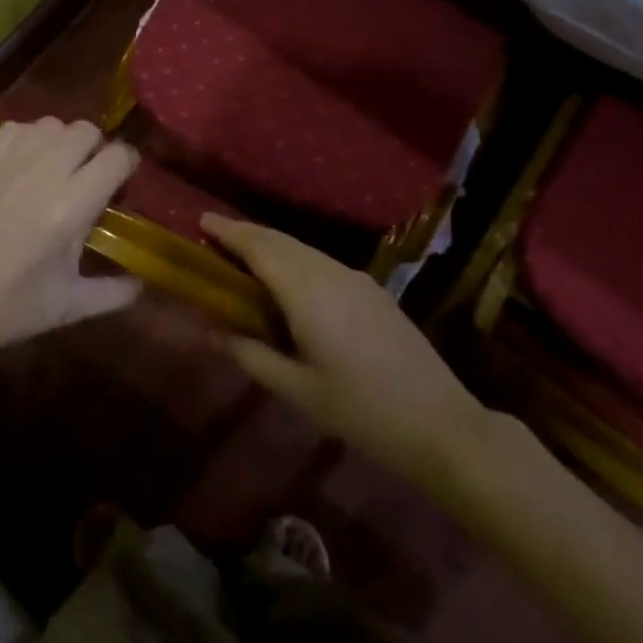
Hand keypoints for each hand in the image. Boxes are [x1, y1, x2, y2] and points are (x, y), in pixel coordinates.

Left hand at [0, 118, 141, 372]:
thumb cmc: (7, 311)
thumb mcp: (68, 307)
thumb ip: (112, 292)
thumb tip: (140, 284)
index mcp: (70, 207)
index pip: (117, 157)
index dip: (127, 166)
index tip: (122, 184)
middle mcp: (42, 173)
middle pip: (86, 131)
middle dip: (96, 150)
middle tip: (89, 179)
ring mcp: (6, 163)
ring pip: (51, 124)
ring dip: (62, 142)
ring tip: (56, 170)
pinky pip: (14, 128)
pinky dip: (28, 138)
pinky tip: (23, 166)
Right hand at [204, 215, 501, 483]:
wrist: (441, 423)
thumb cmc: (362, 410)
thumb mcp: (298, 390)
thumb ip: (251, 354)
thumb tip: (211, 331)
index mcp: (307, 292)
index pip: (259, 248)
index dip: (228, 232)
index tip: (201, 220)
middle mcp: (330, 272)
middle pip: (280, 241)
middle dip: (246, 234)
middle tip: (213, 236)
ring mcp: (355, 278)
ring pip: (302, 249)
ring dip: (270, 245)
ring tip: (242, 257)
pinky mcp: (371, 290)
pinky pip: (320, 262)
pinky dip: (293, 259)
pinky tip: (286, 281)